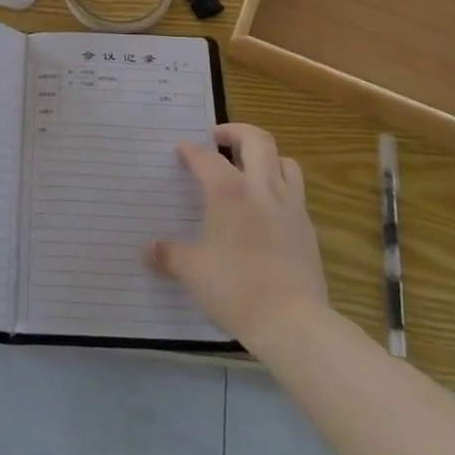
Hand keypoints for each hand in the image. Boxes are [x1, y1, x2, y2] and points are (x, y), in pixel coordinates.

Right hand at [145, 122, 328, 349]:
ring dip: (266, 155)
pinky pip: (296, 192)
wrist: (293, 322)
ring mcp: (290, 206)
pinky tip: (268, 207)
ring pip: (284, 161)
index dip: (191, 150)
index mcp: (229, 192)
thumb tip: (146, 251)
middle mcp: (262, 189)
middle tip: (219, 138)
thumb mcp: (193, 272)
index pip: (207, 157)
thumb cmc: (235, 289)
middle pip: (257, 140)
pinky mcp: (307, 228)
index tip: (181, 150)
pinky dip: (280, 186)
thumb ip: (169, 255)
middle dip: (236, 132)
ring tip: (250, 166)